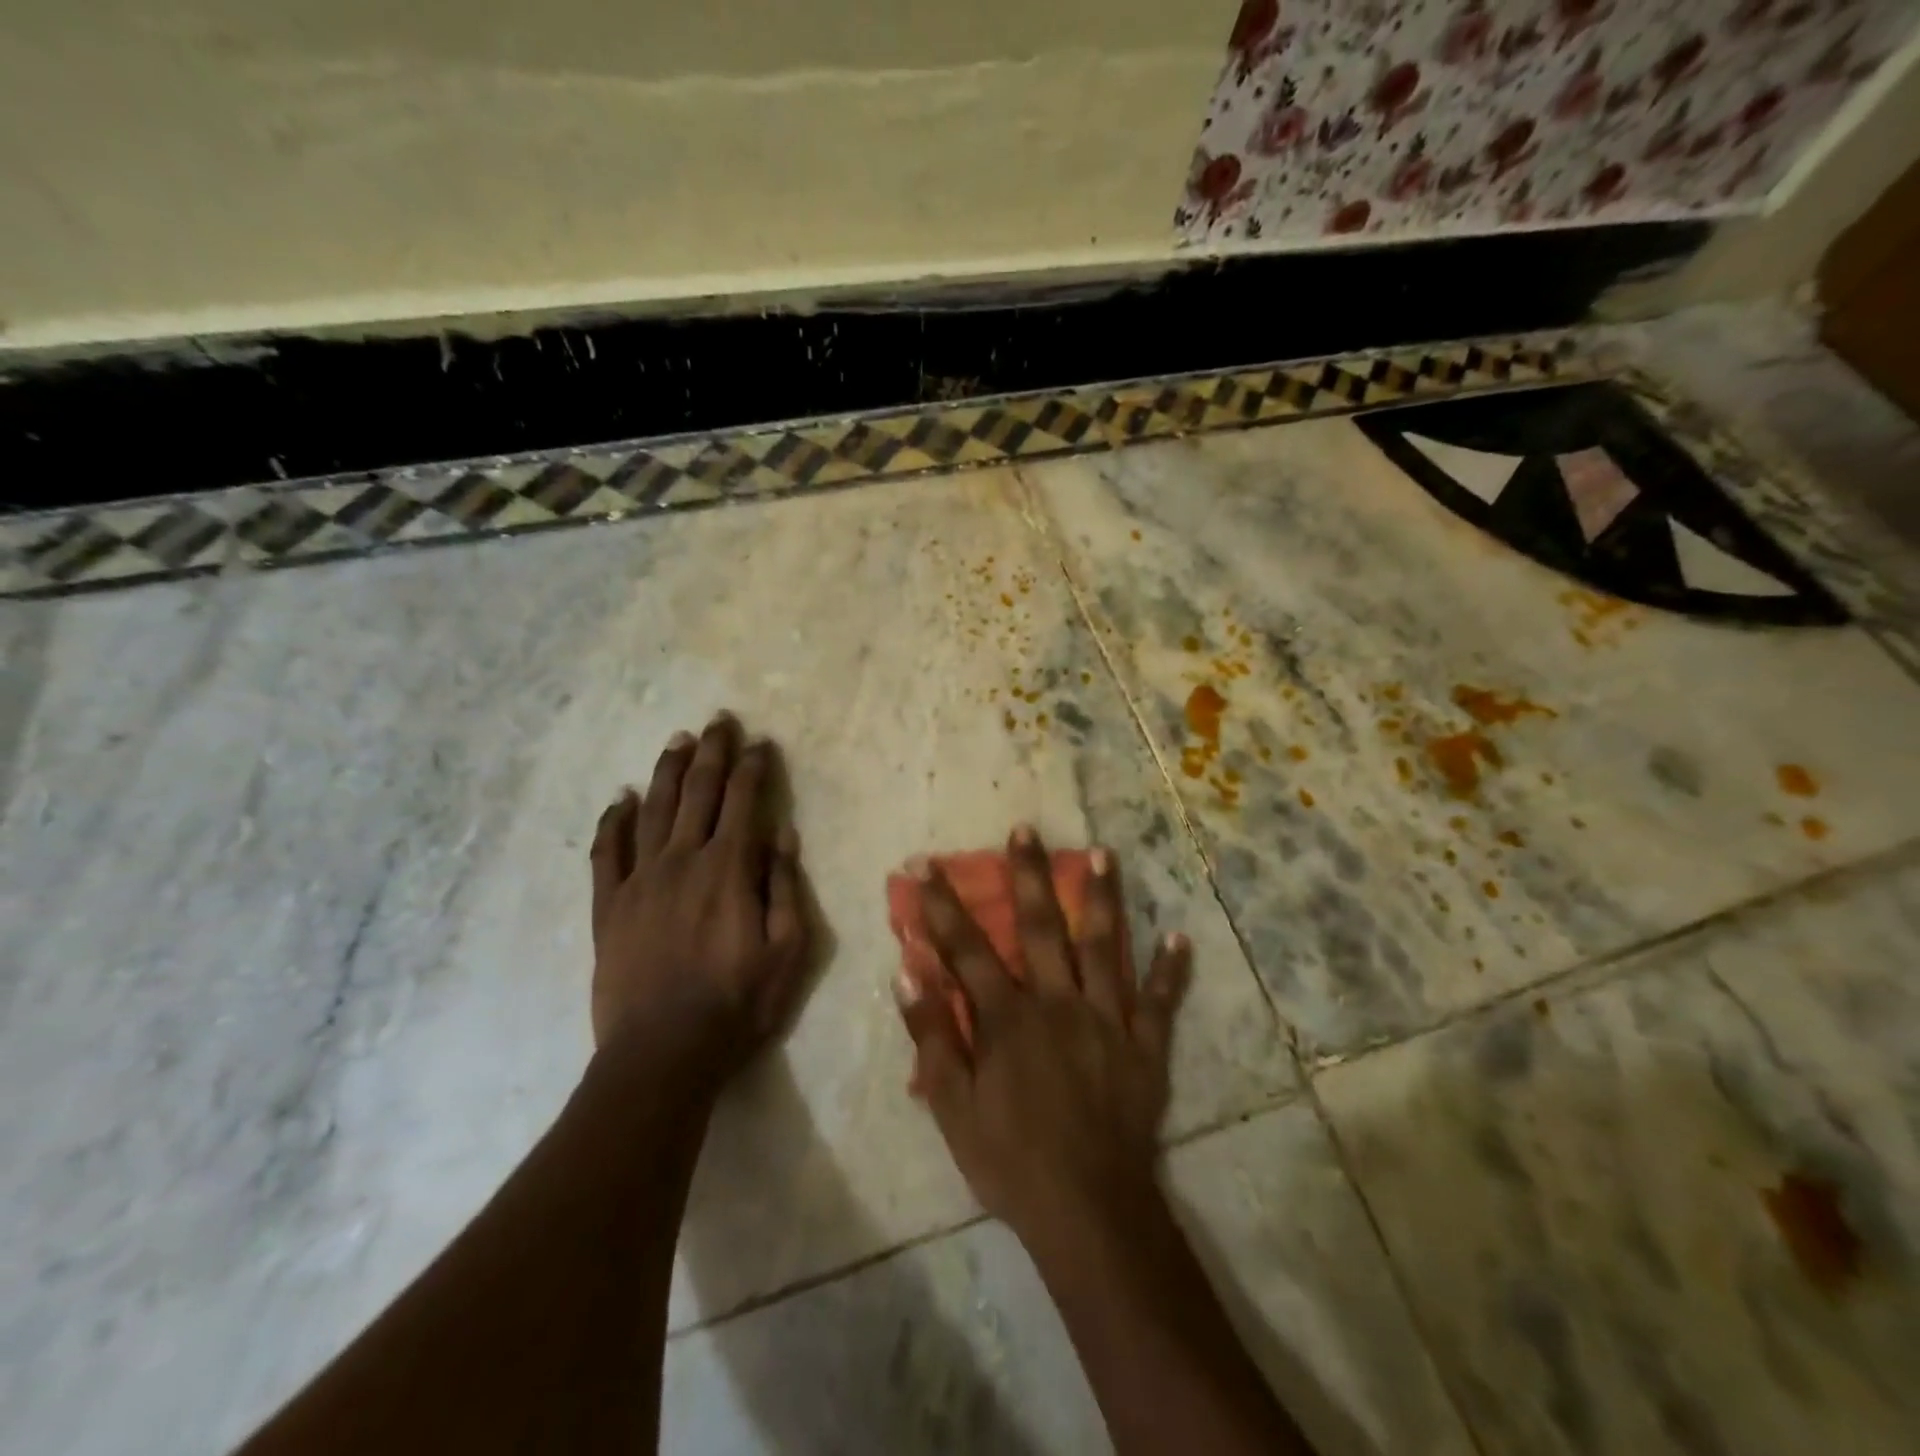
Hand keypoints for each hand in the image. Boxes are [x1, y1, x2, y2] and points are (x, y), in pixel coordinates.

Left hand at [588, 713, 810, 1073]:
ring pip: (654, 810)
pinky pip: (606, 853)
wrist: (662, 1054)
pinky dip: (612, 822)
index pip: (744, 801)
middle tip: (719, 721)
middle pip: (699, 792)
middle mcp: (682, 861)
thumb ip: (785, 886)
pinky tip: (619, 799)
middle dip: (713, 753)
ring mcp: (640, 881)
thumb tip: (782, 831)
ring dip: (667, 772)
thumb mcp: (788, 950)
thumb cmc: (737, 1004)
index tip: (762, 743)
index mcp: (729, 868)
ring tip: (678, 741)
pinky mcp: (608, 907)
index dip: (754, 767)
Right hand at [894, 826, 1191, 1251]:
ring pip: (1104, 947)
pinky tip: (1181, 938)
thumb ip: (931, 1036)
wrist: (1088, 1210)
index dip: (943, 905)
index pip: (967, 949)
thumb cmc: (1010, 1160)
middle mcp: (1057, 1002)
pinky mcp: (1144, 1046)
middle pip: (1039, 927)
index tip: (928, 864)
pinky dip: (1170, 970)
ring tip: (1105, 854)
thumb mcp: (953, 1107)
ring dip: (1102, 899)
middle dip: (1028, 875)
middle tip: (1025, 829)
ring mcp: (1107, 1019)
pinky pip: (1160, 1002)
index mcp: (1007, 1017)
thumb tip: (908, 971)